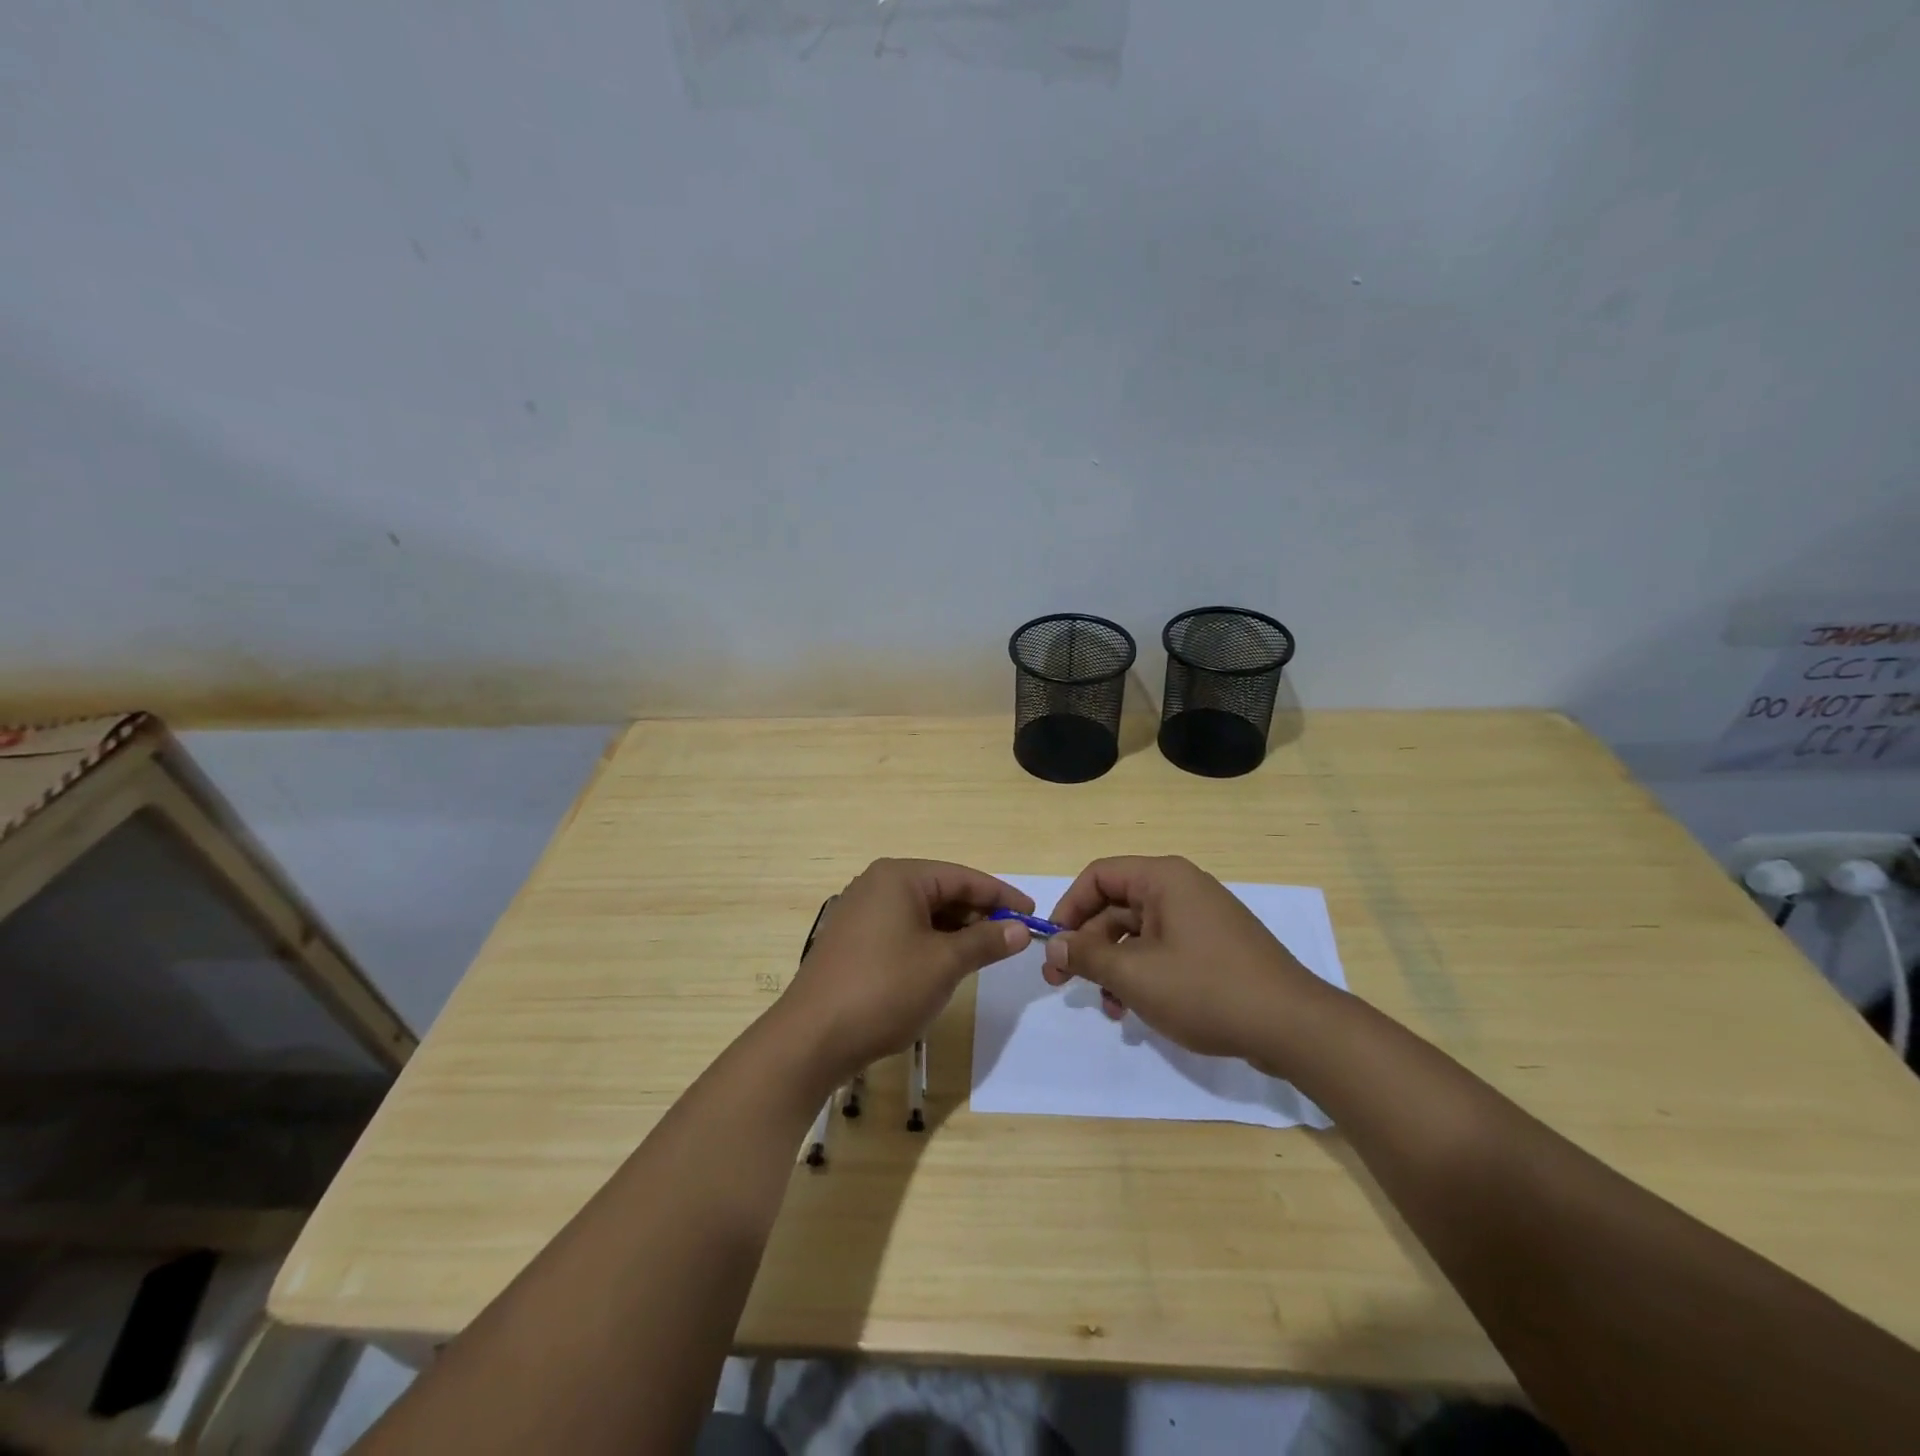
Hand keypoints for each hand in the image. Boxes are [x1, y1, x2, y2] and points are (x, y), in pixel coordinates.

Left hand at [779, 859, 1032, 1080]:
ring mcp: (860, 912)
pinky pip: (902, 929)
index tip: (1033, 915)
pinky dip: (929, 941)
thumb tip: (1019, 930)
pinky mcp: (852, 940)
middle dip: (978, 914)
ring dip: (955, 930)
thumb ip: (985, 941)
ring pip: (922, 912)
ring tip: (985, 952)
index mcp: (899, 877)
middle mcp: (877, 884)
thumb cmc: (884, 989)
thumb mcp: (944, 964)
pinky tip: (946, 963)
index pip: (962, 877)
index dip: (1001, 896)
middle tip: (1012, 938)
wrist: (812, 1037)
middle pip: (941, 891)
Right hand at [1043, 855, 1331, 1067]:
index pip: (1099, 875)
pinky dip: (1142, 975)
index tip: (1053, 945)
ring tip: (1108, 1008)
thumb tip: (1054, 944)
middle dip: (1089, 945)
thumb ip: (1088, 955)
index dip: (1069, 907)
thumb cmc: (1206, 990)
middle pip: (1116, 906)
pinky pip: (1163, 951)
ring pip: (1138, 934)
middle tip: (1063, 982)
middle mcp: (1182, 889)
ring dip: (1114, 967)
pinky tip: (1135, 1011)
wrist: (1294, 1027)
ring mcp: (1201, 919)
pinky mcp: (1214, 948)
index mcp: (1163, 879)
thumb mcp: (1135, 974)